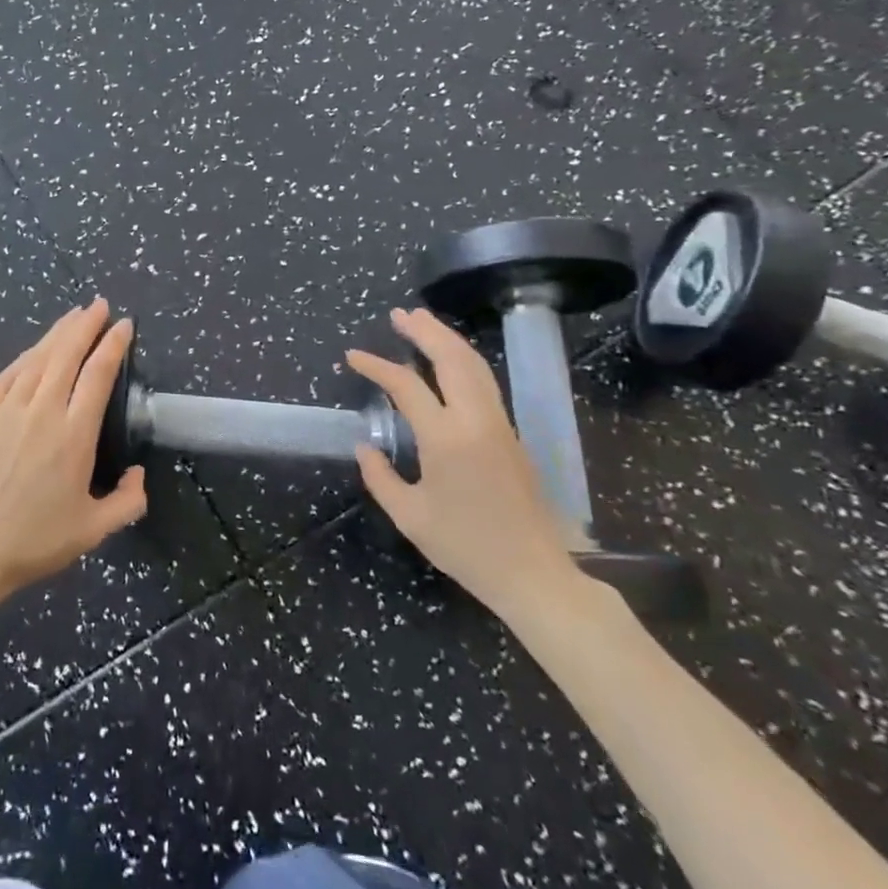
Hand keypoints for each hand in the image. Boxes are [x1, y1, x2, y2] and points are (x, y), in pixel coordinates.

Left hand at [0, 300, 147, 607]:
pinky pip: (7, 376)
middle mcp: (42, 411)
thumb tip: (139, 474)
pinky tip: (34, 350)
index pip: (98, 374)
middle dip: (85, 325)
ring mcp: (6, 410)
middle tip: (99, 305)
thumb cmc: (34, 541)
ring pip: (36, 358)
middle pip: (67, 354)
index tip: (124, 325)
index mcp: (73, 435)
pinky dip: (25, 357)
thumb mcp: (93, 531)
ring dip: (57, 333)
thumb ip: (127, 502)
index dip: (113, 344)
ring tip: (72, 315)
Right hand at [347, 307, 582, 621]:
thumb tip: (366, 446)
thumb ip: (380, 477)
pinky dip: (463, 359)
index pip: (407, 385)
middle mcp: (475, 420)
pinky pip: (485, 381)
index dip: (377, 366)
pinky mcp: (511, 434)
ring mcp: (499, 424)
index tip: (353, 356)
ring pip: (474, 365)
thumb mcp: (410, 516)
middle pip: (451, 358)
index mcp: (446, 439)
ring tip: (422, 322)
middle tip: (398, 314)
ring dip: (447, 338)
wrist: (534, 574)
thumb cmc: (466, 547)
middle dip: (424, 331)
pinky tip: (449, 359)